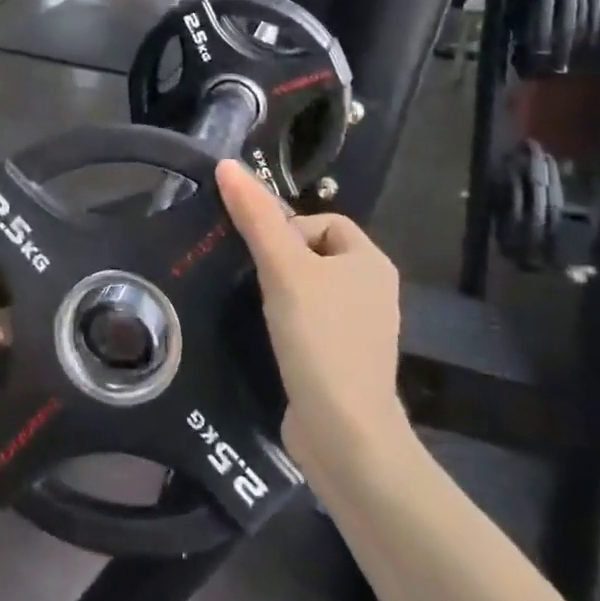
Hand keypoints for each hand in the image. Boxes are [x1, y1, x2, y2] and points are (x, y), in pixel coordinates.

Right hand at [216, 161, 406, 467]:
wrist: (345, 436)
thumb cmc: (320, 339)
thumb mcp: (284, 270)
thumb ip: (256, 217)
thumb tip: (226, 165)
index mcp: (371, 260)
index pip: (322, 221)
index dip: (288, 229)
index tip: (263, 258)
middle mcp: (373, 289)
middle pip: (314, 254)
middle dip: (281, 263)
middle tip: (254, 284)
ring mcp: (362, 329)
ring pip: (310, 290)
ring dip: (282, 295)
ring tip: (256, 311)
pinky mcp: (346, 361)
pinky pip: (312, 325)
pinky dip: (290, 327)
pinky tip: (270, 341)